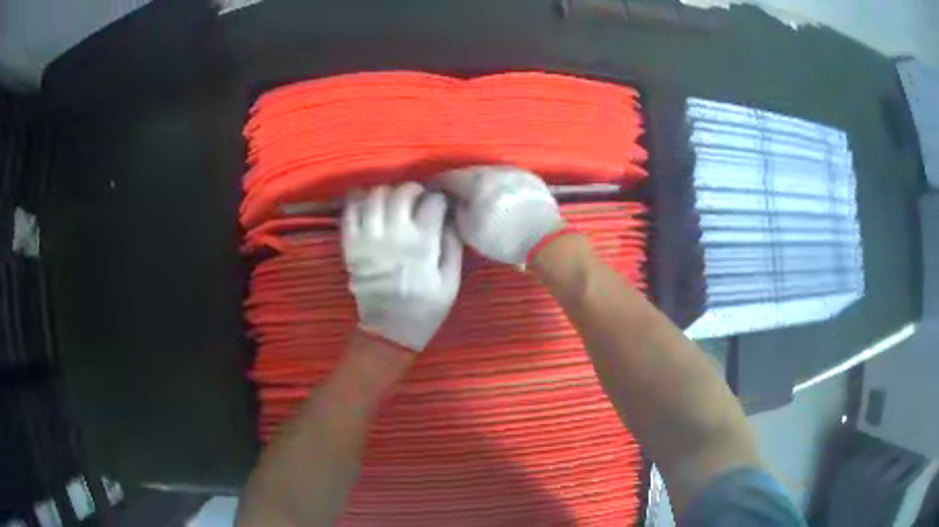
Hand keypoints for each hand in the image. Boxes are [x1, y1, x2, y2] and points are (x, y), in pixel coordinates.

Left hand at [342, 182, 462, 350]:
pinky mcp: (350, 244)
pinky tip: (368, 203)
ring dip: (386, 192)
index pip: (432, 202)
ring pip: (374, 195)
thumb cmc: (426, 307)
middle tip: (416, 199)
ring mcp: (368, 239)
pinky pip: (350, 210)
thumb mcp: (451, 281)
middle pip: (401, 192)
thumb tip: (450, 215)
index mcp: (422, 245)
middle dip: (412, 189)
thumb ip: (453, 245)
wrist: (389, 330)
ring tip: (392, 202)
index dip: (438, 199)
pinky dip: (358, 199)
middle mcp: (394, 236)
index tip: (439, 205)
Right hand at [437, 166, 564, 264]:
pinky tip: (499, 198)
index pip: (447, 177)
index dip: (436, 185)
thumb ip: (456, 211)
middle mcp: (493, 170)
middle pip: (469, 173)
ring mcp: (514, 172)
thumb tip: (453, 201)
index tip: (430, 191)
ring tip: (476, 196)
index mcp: (474, 181)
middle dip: (459, 182)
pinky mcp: (530, 178)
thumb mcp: (468, 229)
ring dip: (480, 183)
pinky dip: (498, 186)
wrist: (545, 239)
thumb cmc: (501, 237)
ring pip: (489, 174)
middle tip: (453, 194)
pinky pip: (507, 179)